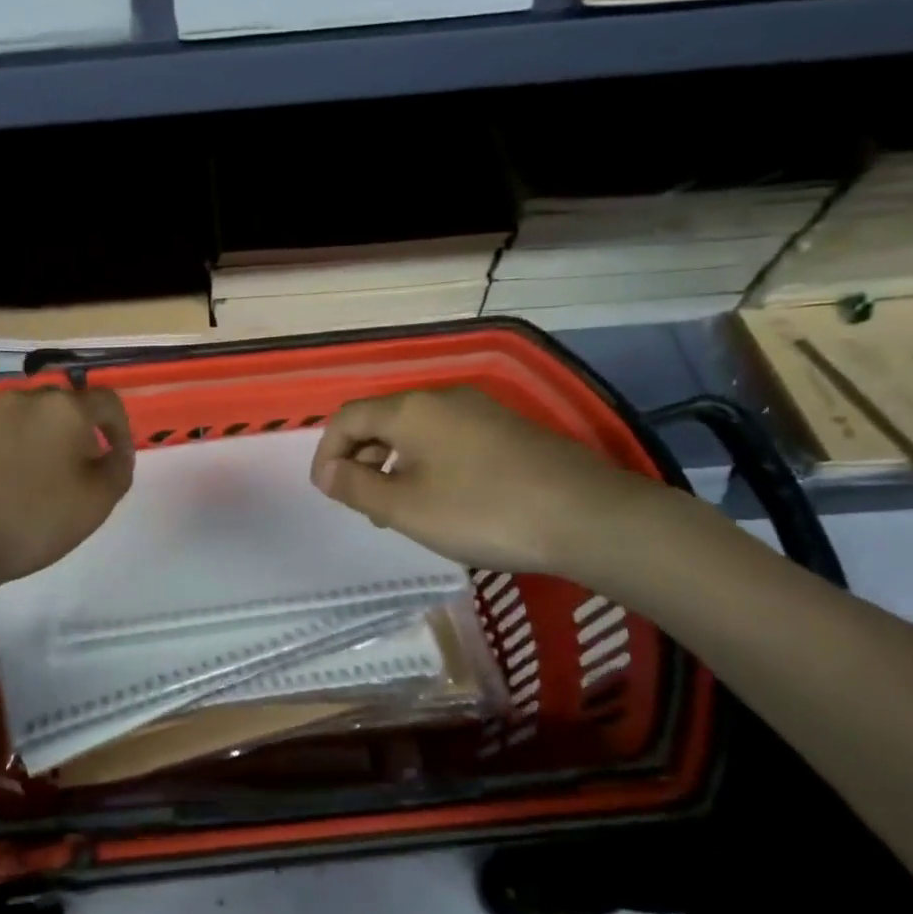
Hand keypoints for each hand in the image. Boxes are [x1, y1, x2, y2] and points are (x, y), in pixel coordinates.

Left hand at [0, 386, 133, 594]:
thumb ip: (118, 469)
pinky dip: (7, 452)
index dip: (121, 427)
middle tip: (80, 470)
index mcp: (63, 408)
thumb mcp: (96, 502)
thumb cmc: (33, 518)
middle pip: (63, 407)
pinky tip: (2, 486)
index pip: (107, 401)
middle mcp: (23, 399)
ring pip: (25, 420)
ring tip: (39, 480)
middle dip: (78, 433)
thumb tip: (117, 452)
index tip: (118, 458)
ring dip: (40, 441)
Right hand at [309, 387, 661, 574]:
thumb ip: (357, 487)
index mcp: (410, 409)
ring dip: (393, 464)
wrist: (586, 516)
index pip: (348, 418)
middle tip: (362, 503)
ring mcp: (480, 410)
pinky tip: (442, 499)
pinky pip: (448, 439)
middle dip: (361, 459)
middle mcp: (442, 398)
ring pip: (416, 431)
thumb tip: (328, 473)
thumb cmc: (480, 511)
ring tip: (398, 508)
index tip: (328, 492)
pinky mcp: (508, 430)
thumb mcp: (405, 508)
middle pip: (382, 419)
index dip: (327, 453)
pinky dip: (427, 464)